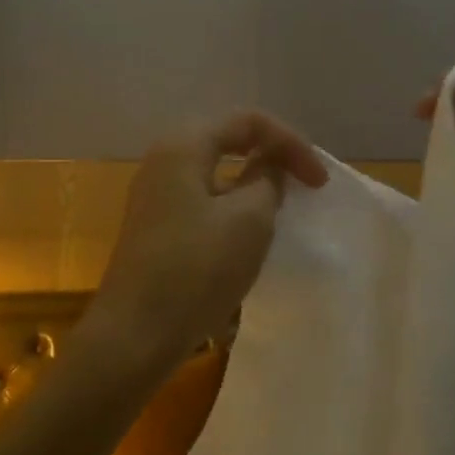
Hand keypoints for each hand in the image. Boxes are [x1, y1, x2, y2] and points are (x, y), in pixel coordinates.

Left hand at [93, 110, 326, 375]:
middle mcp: (163, 160)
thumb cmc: (197, 269)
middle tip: (302, 184)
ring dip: (250, 182)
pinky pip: (200, 198)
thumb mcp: (249, 220)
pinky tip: (246, 233)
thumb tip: (268, 164)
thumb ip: (267, 180)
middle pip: (227, 139)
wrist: (135, 334)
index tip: (318, 182)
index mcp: (183, 145)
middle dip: (270, 156)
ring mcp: (154, 194)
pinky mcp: (154, 226)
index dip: (290, 143)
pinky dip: (230, 205)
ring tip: (279, 207)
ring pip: (213, 171)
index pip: (247, 121)